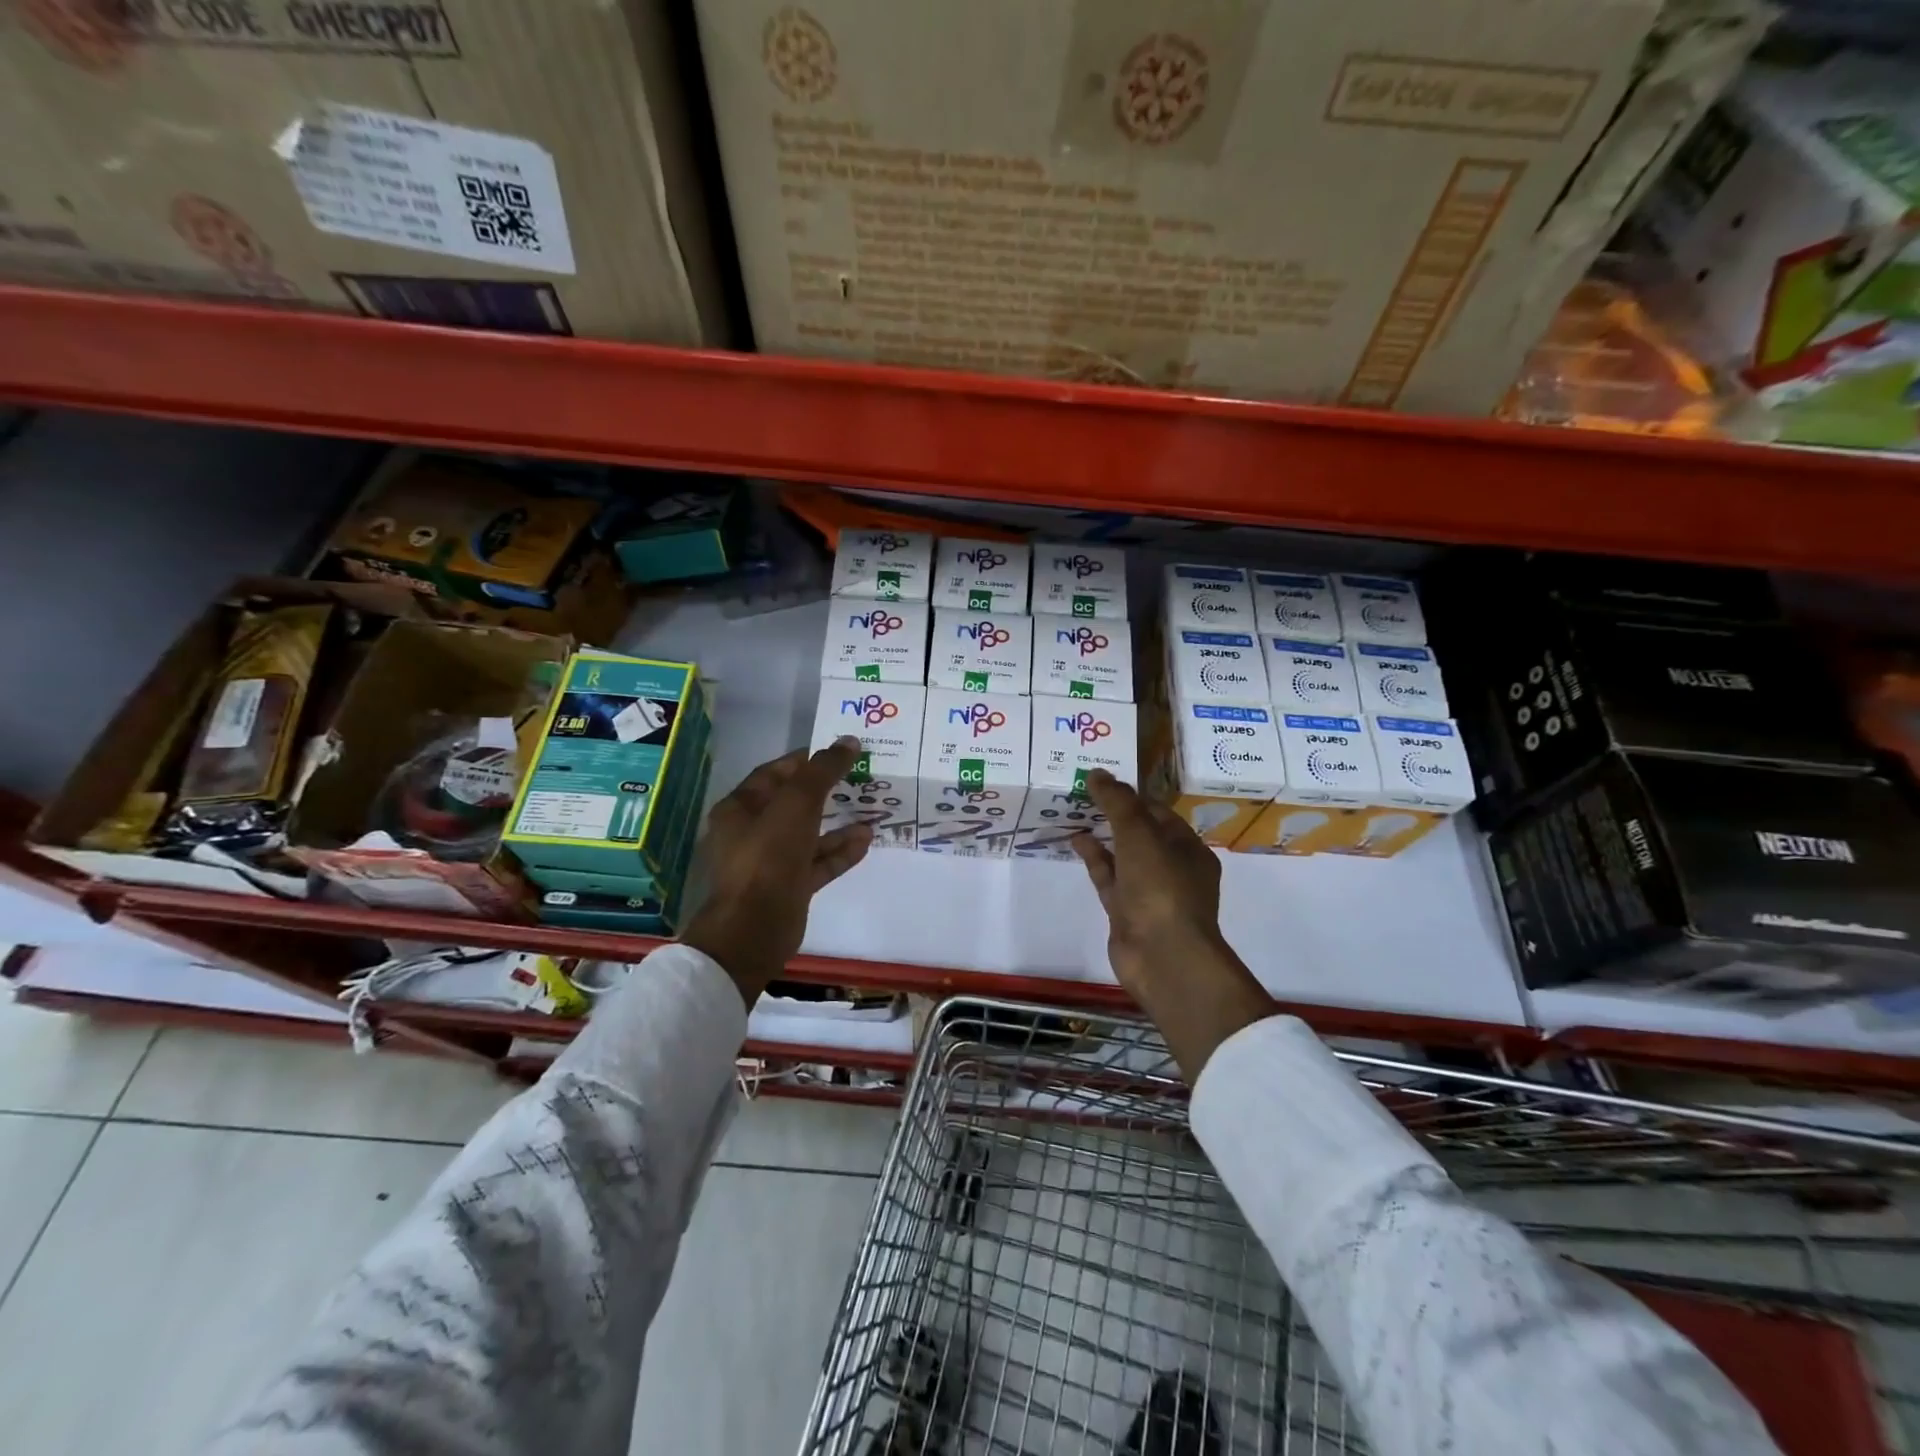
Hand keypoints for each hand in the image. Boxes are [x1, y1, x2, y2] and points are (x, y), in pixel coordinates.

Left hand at [680, 738, 872, 1004]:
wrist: (754, 929)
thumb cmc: (768, 857)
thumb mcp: (797, 805)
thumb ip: (822, 771)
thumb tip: (847, 742)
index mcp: (740, 809)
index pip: (773, 774)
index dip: (804, 761)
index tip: (837, 752)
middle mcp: (752, 833)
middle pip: (793, 804)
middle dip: (826, 791)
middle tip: (859, 778)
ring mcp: (771, 863)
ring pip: (808, 835)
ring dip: (838, 823)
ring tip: (871, 810)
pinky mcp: (789, 888)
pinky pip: (818, 863)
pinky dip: (840, 852)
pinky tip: (867, 840)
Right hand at [1071, 770, 1272, 1079]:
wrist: (1162, 956)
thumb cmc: (1161, 887)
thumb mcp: (1140, 835)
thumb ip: (1118, 802)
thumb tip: (1096, 772)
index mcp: (1188, 848)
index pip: (1159, 812)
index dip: (1132, 794)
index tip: (1102, 779)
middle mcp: (1172, 868)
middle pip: (1141, 833)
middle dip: (1115, 813)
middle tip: (1083, 791)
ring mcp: (1148, 892)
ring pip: (1122, 855)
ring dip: (1102, 834)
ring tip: (1075, 811)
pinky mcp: (1126, 911)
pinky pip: (1108, 877)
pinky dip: (1093, 858)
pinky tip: (1075, 839)